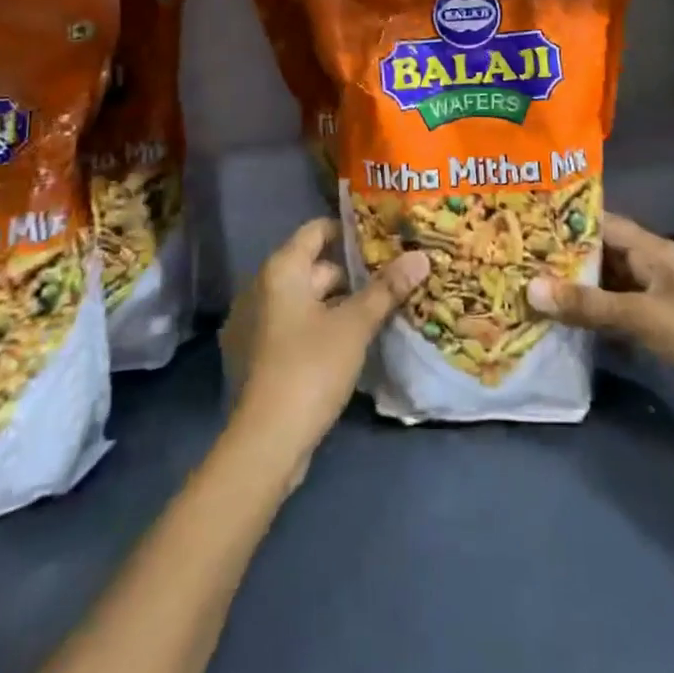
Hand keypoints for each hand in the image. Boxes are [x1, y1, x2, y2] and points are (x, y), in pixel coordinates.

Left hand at [219, 219, 428, 483]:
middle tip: (389, 278)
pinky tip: (346, 343)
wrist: (265, 442)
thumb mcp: (354, 325)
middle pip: (312, 267)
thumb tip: (420, 255)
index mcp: (280, 270)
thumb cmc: (310, 367)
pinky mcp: (255, 356)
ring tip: (375, 311)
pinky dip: (316, 326)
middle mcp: (260, 287)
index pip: (316, 230)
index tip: (381, 238)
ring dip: (335, 304)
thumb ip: (386, 289)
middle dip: (350, 273)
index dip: (348, 230)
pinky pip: (291, 326)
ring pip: (303, 300)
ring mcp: (253, 323)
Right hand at [528, 214, 673, 481]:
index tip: (518, 220)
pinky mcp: (655, 339)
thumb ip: (590, 305)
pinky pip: (611, 323)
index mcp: (652, 251)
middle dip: (557, 260)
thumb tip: (530, 288)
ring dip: (569, 294)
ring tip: (518, 290)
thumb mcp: (647, 317)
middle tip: (507, 259)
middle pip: (596, 257)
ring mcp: (652, 306)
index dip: (562, 220)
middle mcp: (648, 271)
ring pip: (601, 292)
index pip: (599, 223)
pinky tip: (552, 329)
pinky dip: (586, 324)